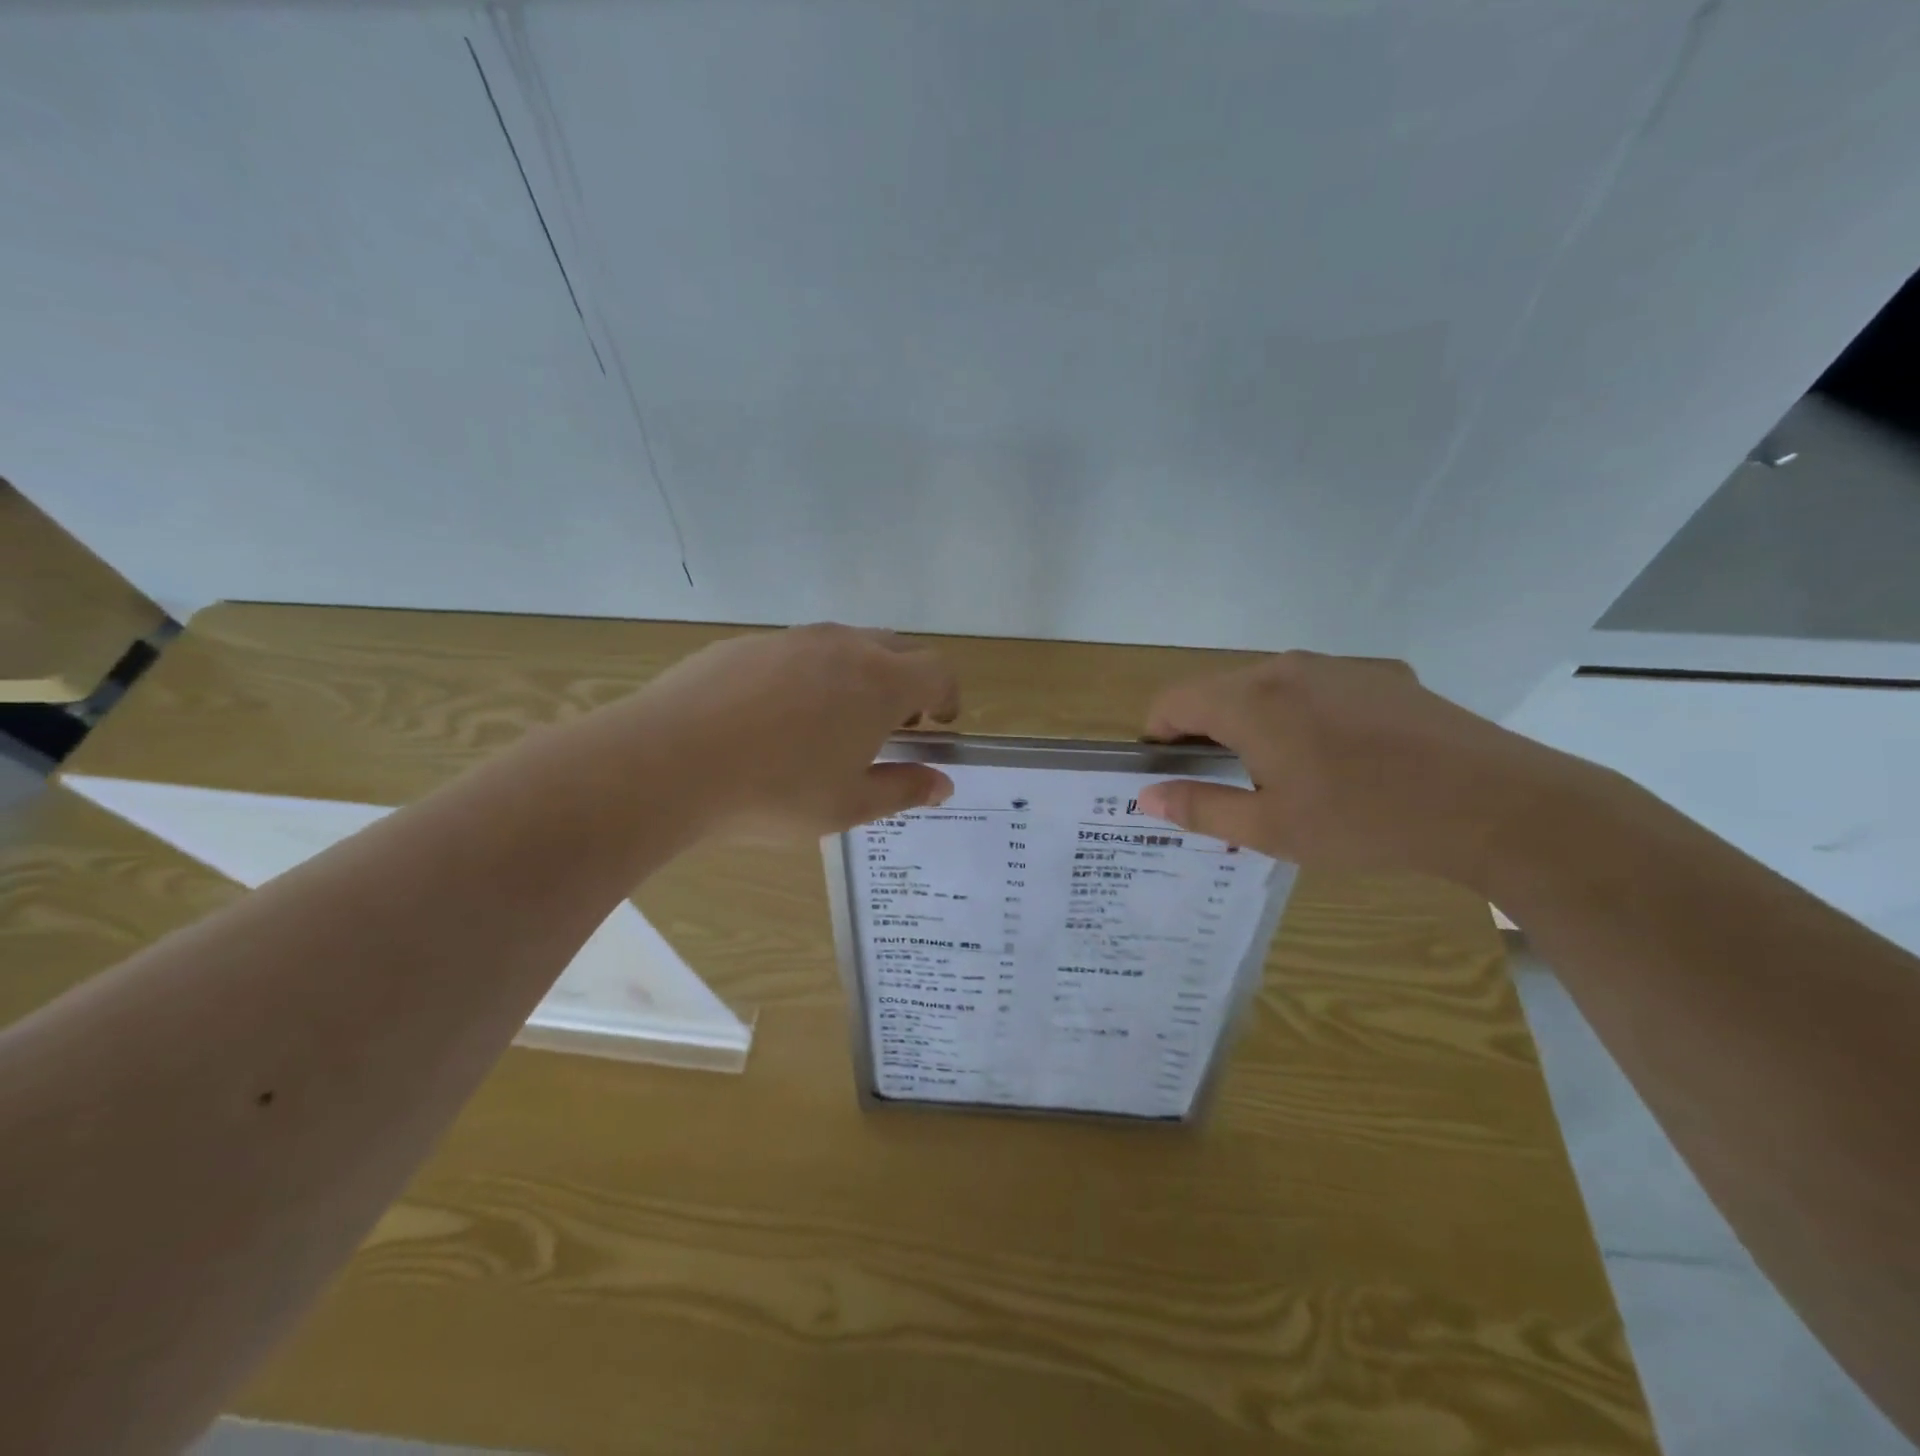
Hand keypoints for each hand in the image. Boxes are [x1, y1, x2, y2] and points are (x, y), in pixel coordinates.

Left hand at [628, 624, 959, 839]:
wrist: (667, 762)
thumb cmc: (774, 792)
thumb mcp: (848, 806)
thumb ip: (903, 789)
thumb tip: (943, 784)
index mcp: (879, 682)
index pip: (937, 671)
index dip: (947, 696)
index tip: (938, 724)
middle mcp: (842, 646)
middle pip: (896, 648)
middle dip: (906, 682)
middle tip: (890, 725)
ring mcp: (791, 639)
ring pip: (843, 645)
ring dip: (856, 675)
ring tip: (831, 722)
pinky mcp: (745, 643)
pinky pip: (795, 651)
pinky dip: (807, 675)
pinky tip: (774, 717)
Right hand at [1135, 651, 1574, 888]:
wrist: (1494, 803)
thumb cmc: (1365, 820)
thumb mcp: (1271, 828)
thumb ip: (1200, 807)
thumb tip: (1148, 796)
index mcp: (1250, 701)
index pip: (1172, 701)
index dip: (1158, 736)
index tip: (1171, 773)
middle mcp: (1285, 668)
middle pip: (1218, 691)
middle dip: (1206, 733)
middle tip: (1227, 786)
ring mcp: (1336, 666)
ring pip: (1267, 687)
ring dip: (1254, 723)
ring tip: (1286, 775)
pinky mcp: (1379, 674)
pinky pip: (1316, 688)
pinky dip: (1302, 715)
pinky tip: (1341, 759)